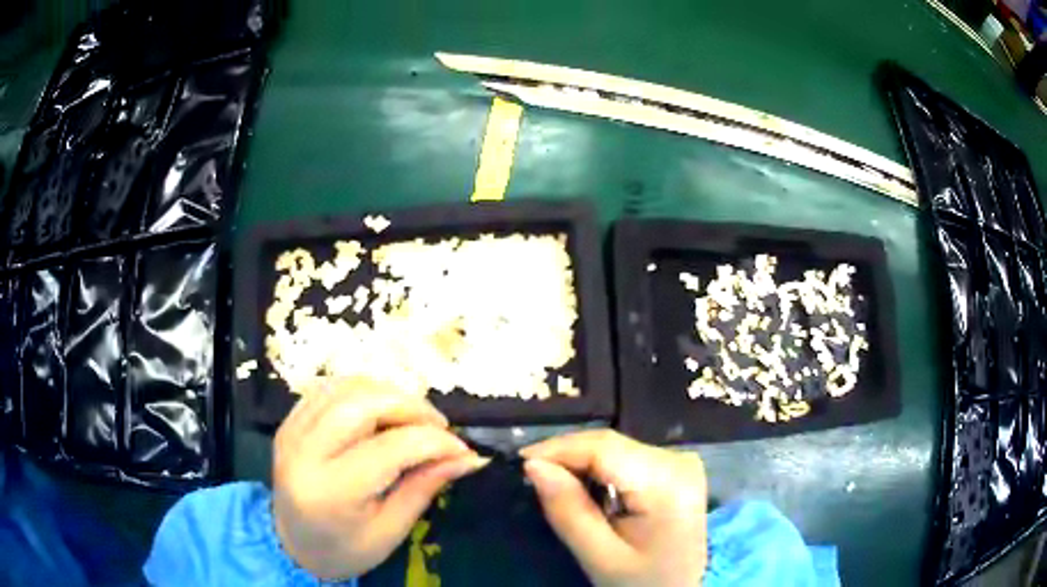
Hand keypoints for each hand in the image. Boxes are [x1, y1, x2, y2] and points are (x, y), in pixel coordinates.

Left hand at [271, 377, 487, 579]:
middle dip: (410, 406)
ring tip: (413, 418)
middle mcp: (304, 452)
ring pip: (345, 387)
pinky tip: (380, 411)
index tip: (463, 449)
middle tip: (439, 427)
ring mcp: (292, 431)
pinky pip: (329, 388)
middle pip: (362, 403)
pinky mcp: (289, 421)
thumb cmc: (346, 548)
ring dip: (387, 393)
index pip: (391, 448)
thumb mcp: (391, 530)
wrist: (293, 544)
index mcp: (331, 492)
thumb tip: (469, 457)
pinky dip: (362, 391)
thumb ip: (425, 486)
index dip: (434, 442)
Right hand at [521, 430, 706, 586]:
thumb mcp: (600, 556)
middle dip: (566, 455)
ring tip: (549, 480)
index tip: (520, 463)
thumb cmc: (640, 581)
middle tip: (530, 474)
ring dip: (580, 461)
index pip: (604, 447)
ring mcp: (681, 462)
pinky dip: (599, 468)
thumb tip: (533, 465)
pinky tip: (582, 486)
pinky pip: (627, 456)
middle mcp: (679, 460)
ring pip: (616, 447)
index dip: (558, 448)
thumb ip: (568, 510)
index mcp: (668, 482)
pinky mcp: (676, 468)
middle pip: (610, 443)